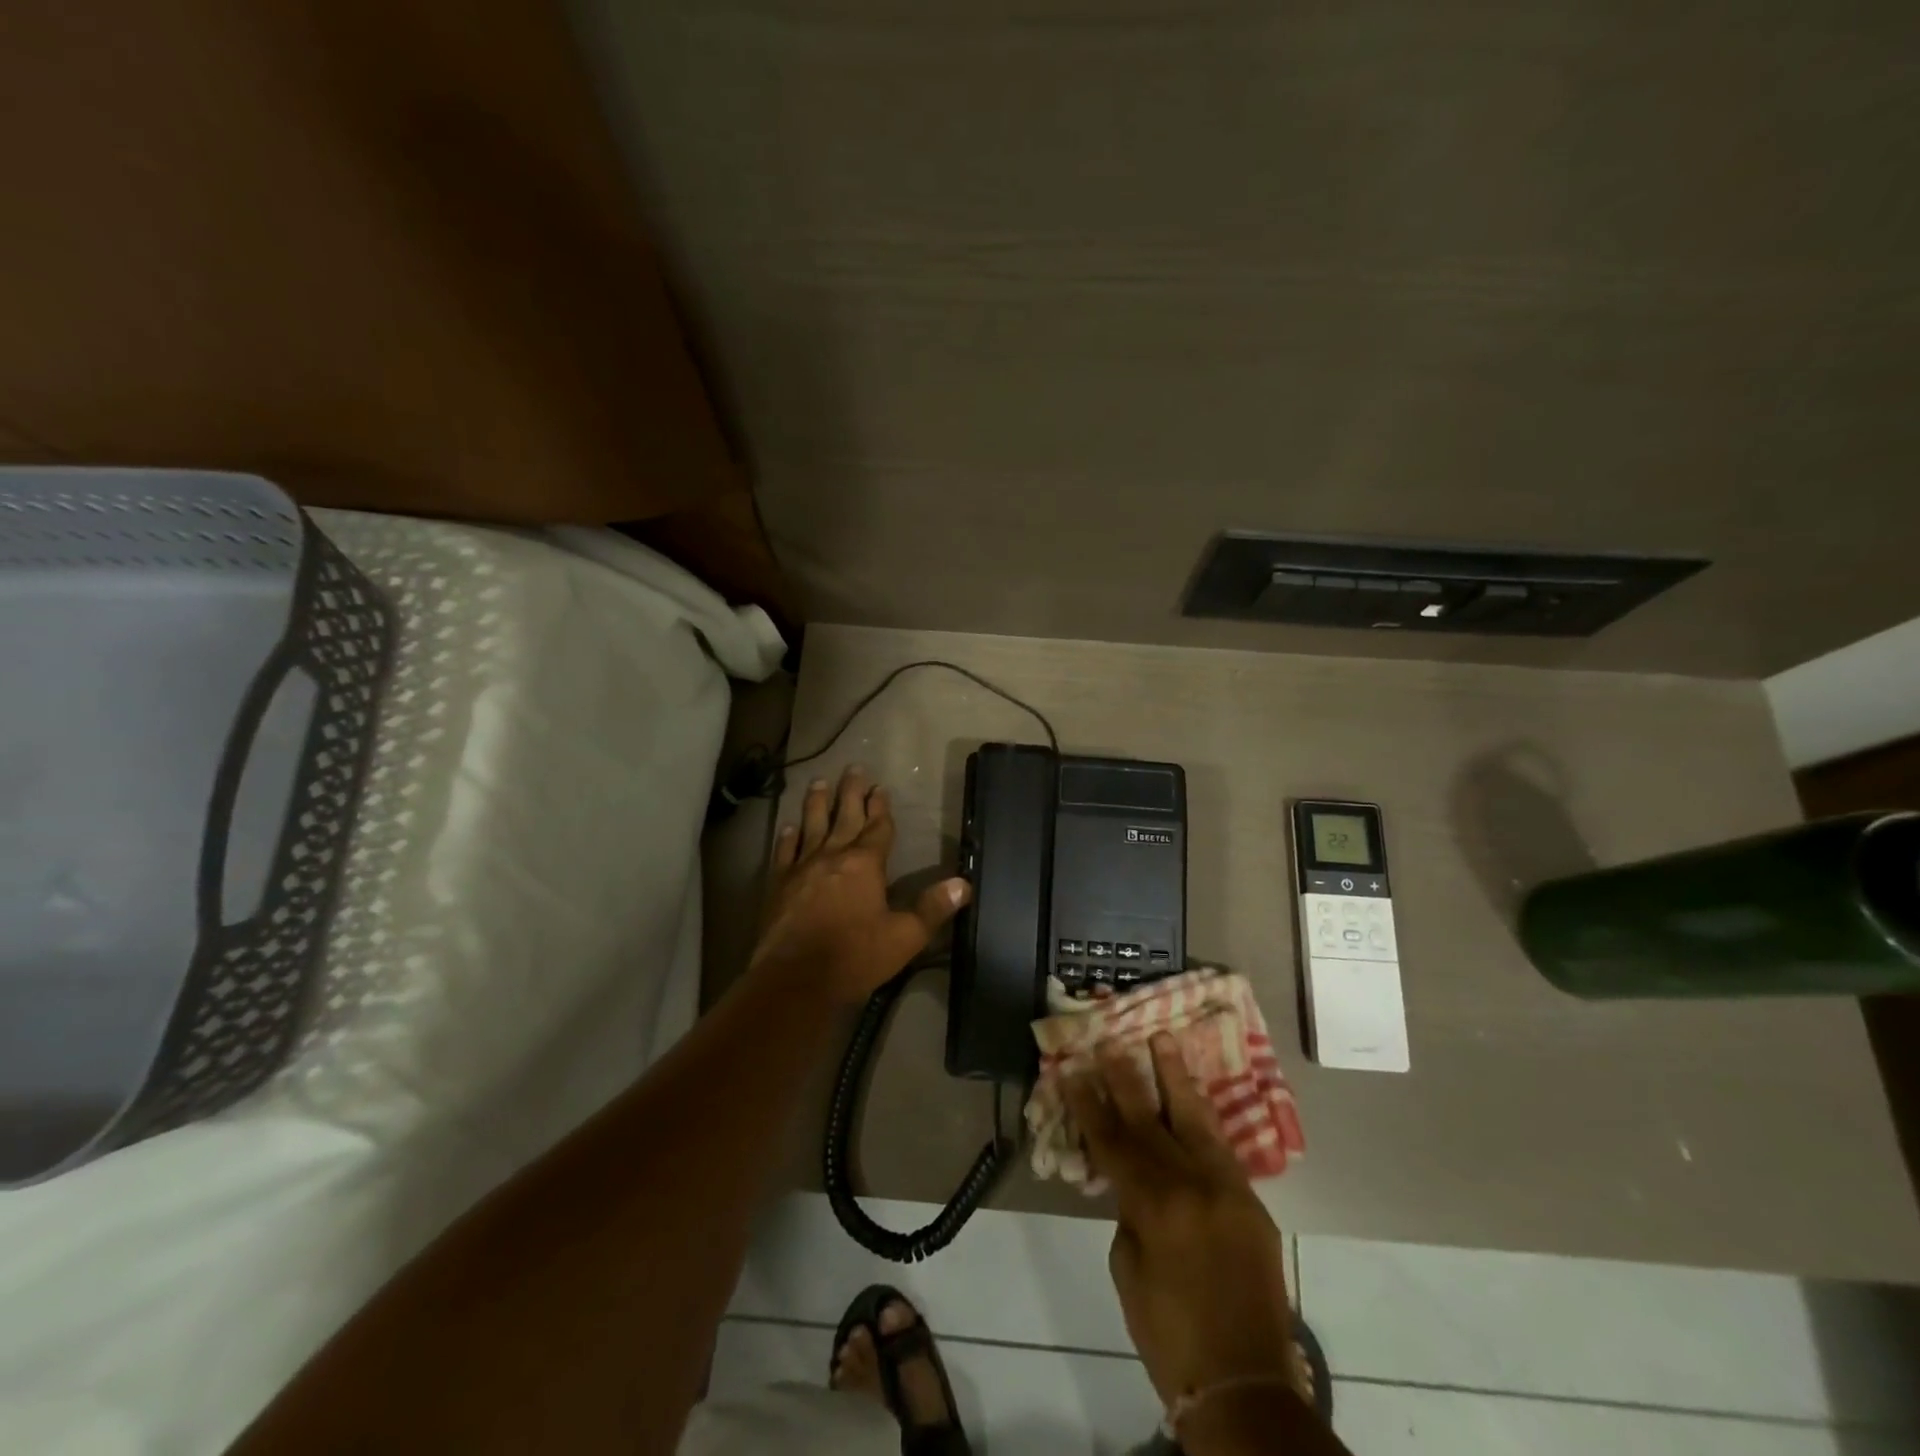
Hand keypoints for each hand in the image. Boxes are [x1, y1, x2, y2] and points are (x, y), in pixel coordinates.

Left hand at [751, 765, 971, 1003]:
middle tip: (853, 768)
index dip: (881, 807)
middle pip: (845, 817)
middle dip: (851, 793)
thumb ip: (933, 908)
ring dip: (817, 804)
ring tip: (819, 782)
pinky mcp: (779, 885)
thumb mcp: (904, 937)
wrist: (796, 979)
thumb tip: (964, 884)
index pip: (878, 828)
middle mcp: (833, 856)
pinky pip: (785, 853)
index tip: (881, 787)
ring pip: (812, 826)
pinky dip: (788, 837)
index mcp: (866, 864)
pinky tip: (789, 826)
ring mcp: (802, 868)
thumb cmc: (855, 957)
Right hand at [1065, 1033, 1294, 1404]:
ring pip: (1195, 1118)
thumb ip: (1130, 1214)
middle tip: (1110, 1042)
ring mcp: (1227, 1188)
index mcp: (1156, 1204)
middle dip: (1126, 1078)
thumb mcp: (1129, 1270)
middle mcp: (1193, 1183)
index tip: (1073, 1070)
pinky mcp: (1251, 1201)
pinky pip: (1221, 1146)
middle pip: (1151, 1119)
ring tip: (1163, 1039)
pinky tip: (1192, 1096)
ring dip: (1175, 1077)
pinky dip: (1203, 1117)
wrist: (1245, 1383)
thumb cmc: (1170, 1335)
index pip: (1113, 1140)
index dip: (1089, 1104)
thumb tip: (1135, 1183)